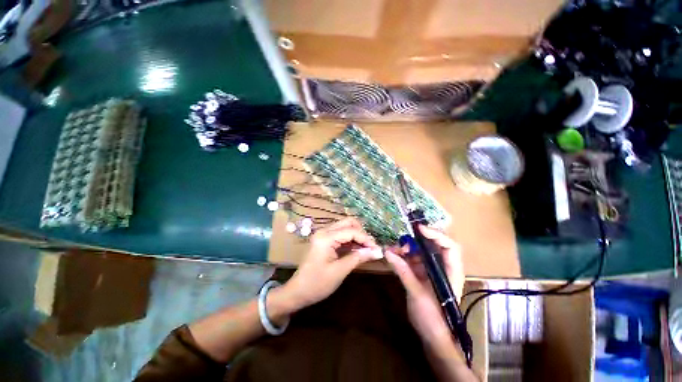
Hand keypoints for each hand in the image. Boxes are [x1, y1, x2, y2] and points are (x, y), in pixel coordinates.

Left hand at [283, 218, 382, 309]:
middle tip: (371, 247)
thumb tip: (377, 251)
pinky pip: (341, 234)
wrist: (298, 292)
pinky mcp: (324, 240)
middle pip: (348, 223)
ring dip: (357, 235)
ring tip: (367, 249)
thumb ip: (358, 258)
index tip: (377, 249)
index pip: (351, 231)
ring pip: (345, 227)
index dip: (366, 239)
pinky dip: (351, 240)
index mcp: (326, 237)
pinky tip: (357, 249)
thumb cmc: (317, 284)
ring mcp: (323, 234)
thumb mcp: (339, 271)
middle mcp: (324, 231)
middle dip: (362, 233)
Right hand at [385, 225, 464, 349]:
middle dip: (417, 240)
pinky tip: (393, 256)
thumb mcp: (417, 294)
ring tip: (394, 249)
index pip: (449, 247)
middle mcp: (443, 267)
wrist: (433, 338)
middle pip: (433, 245)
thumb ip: (403, 272)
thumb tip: (388, 252)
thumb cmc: (433, 319)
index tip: (419, 229)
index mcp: (450, 272)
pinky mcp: (422, 274)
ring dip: (407, 247)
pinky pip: (413, 260)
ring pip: (421, 251)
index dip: (436, 235)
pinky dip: (403, 256)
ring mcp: (432, 270)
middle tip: (402, 239)